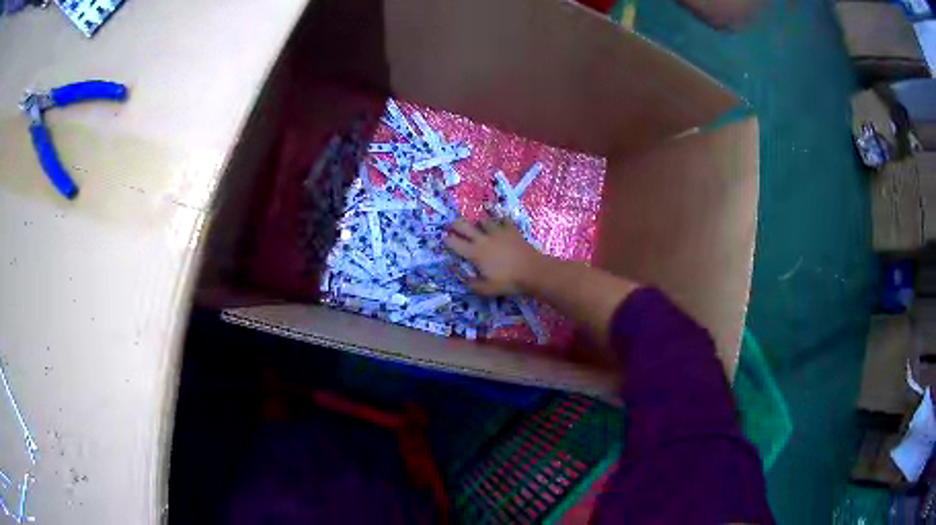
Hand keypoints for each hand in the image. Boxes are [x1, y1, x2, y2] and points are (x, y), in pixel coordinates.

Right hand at [443, 218, 545, 295]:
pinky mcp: (511, 230)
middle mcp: (483, 239)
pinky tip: (500, 221)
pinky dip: (500, 219)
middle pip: (465, 226)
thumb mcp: (488, 290)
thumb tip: (465, 279)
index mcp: (475, 253)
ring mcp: (498, 232)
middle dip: (455, 224)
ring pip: (483, 221)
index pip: (456, 244)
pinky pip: (504, 220)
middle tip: (451, 224)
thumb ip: (473, 285)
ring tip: (478, 225)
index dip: (447, 240)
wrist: (532, 270)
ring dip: (479, 222)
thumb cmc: (509, 281)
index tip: (443, 237)